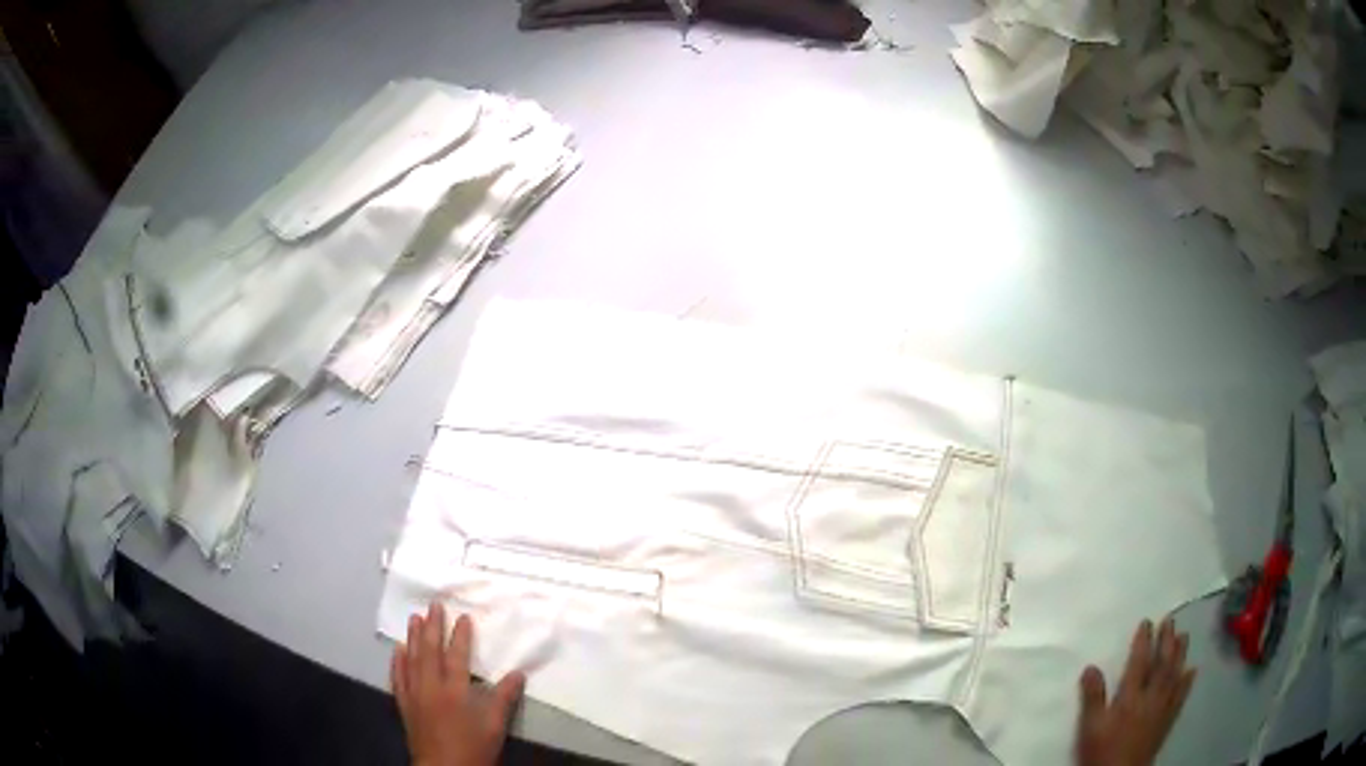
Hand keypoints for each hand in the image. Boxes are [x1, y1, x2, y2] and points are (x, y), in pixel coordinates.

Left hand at [392, 604, 526, 765]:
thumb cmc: (473, 747)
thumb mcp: (495, 725)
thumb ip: (504, 698)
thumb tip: (518, 673)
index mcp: (455, 690)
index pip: (457, 655)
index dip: (460, 635)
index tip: (462, 617)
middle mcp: (431, 686)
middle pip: (430, 650)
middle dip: (432, 626)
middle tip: (433, 605)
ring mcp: (414, 694)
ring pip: (411, 659)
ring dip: (413, 637)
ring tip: (414, 618)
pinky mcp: (404, 704)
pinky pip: (398, 677)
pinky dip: (397, 661)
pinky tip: (398, 650)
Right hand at [1075, 618, 1196, 765]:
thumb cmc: (1102, 751)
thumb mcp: (1090, 728)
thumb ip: (1092, 698)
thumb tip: (1090, 667)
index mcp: (1131, 696)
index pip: (1140, 662)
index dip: (1143, 641)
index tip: (1147, 622)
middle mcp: (1151, 696)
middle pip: (1162, 664)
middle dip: (1166, 640)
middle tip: (1170, 619)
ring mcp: (1163, 708)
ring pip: (1175, 675)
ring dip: (1180, 654)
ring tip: (1184, 635)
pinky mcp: (1167, 720)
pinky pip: (1181, 696)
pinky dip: (1187, 681)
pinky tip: (1192, 670)